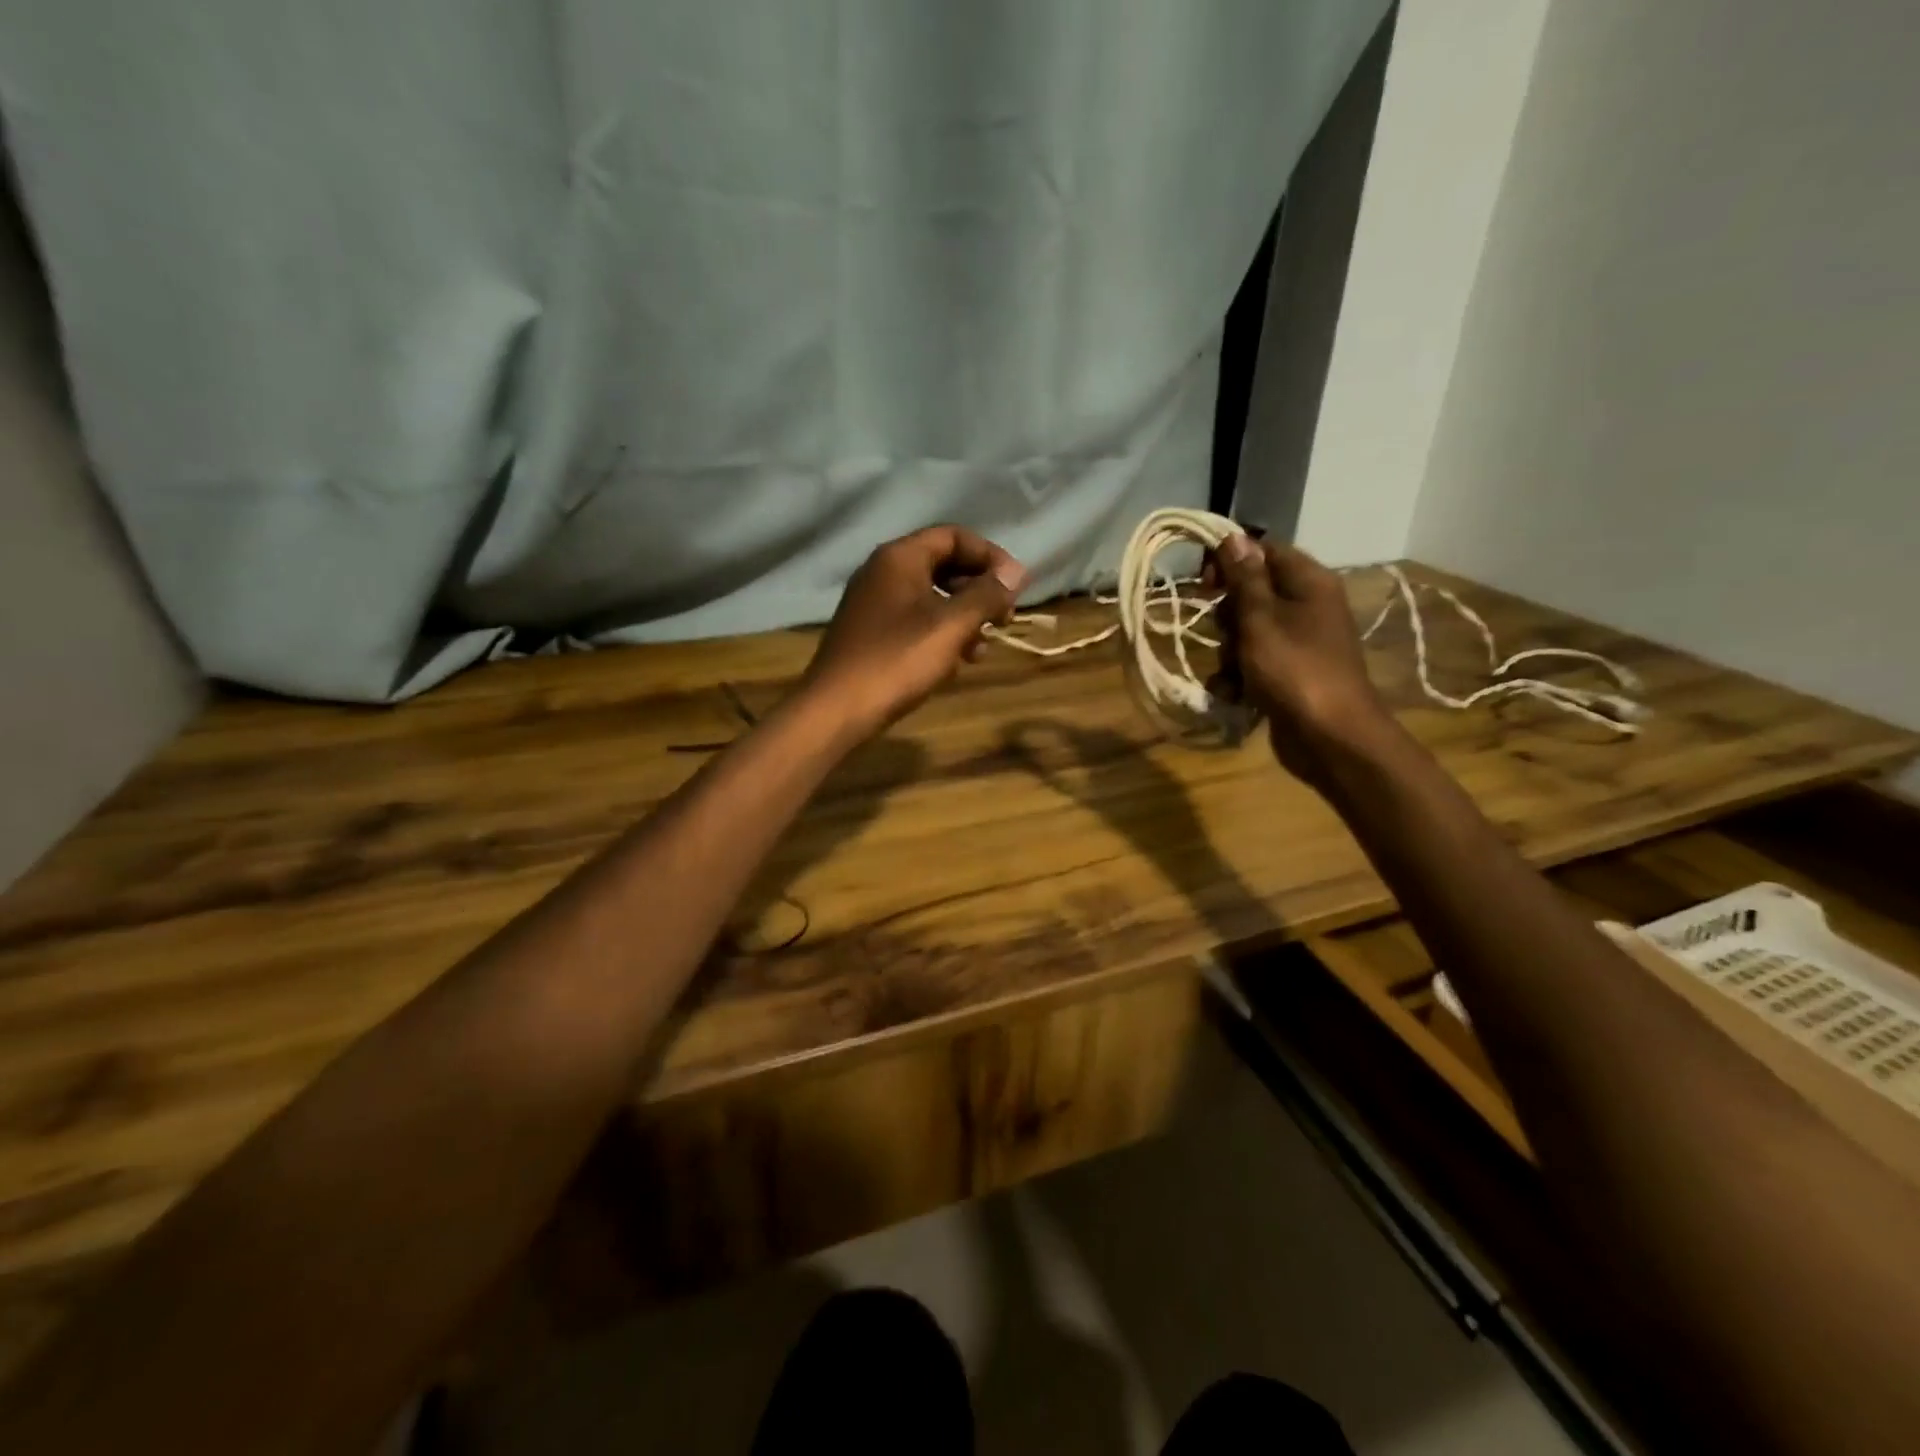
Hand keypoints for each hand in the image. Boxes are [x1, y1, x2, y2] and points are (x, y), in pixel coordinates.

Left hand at [799, 525, 1025, 739]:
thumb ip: (986, 595)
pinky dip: (940, 633)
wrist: (837, 709)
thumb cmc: (897, 661)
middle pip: (943, 565)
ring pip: (931, 597)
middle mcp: (882, 572)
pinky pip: (914, 620)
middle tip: (1003, 619)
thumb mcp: (951, 626)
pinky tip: (955, 662)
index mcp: (899, 558)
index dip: (990, 556)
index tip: (1016, 586)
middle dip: (979, 589)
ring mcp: (873, 603)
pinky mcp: (870, 633)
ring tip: (981, 649)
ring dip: (963, 617)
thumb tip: (1017, 572)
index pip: (953, 536)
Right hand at [1210, 534, 1397, 783]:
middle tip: (1225, 634)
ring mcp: (1299, 642)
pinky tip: (1233, 694)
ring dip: (1228, 653)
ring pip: (1247, 632)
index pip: (1264, 551)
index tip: (1202, 582)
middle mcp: (1307, 606)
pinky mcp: (1289, 674)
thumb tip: (1233, 537)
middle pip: (1252, 594)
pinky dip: (1239, 677)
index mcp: (1308, 582)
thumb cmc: (1294, 670)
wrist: (1329, 737)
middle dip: (1227, 617)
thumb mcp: (1261, 619)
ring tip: (1231, 674)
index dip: (1230, 561)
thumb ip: (1244, 579)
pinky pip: (1253, 663)